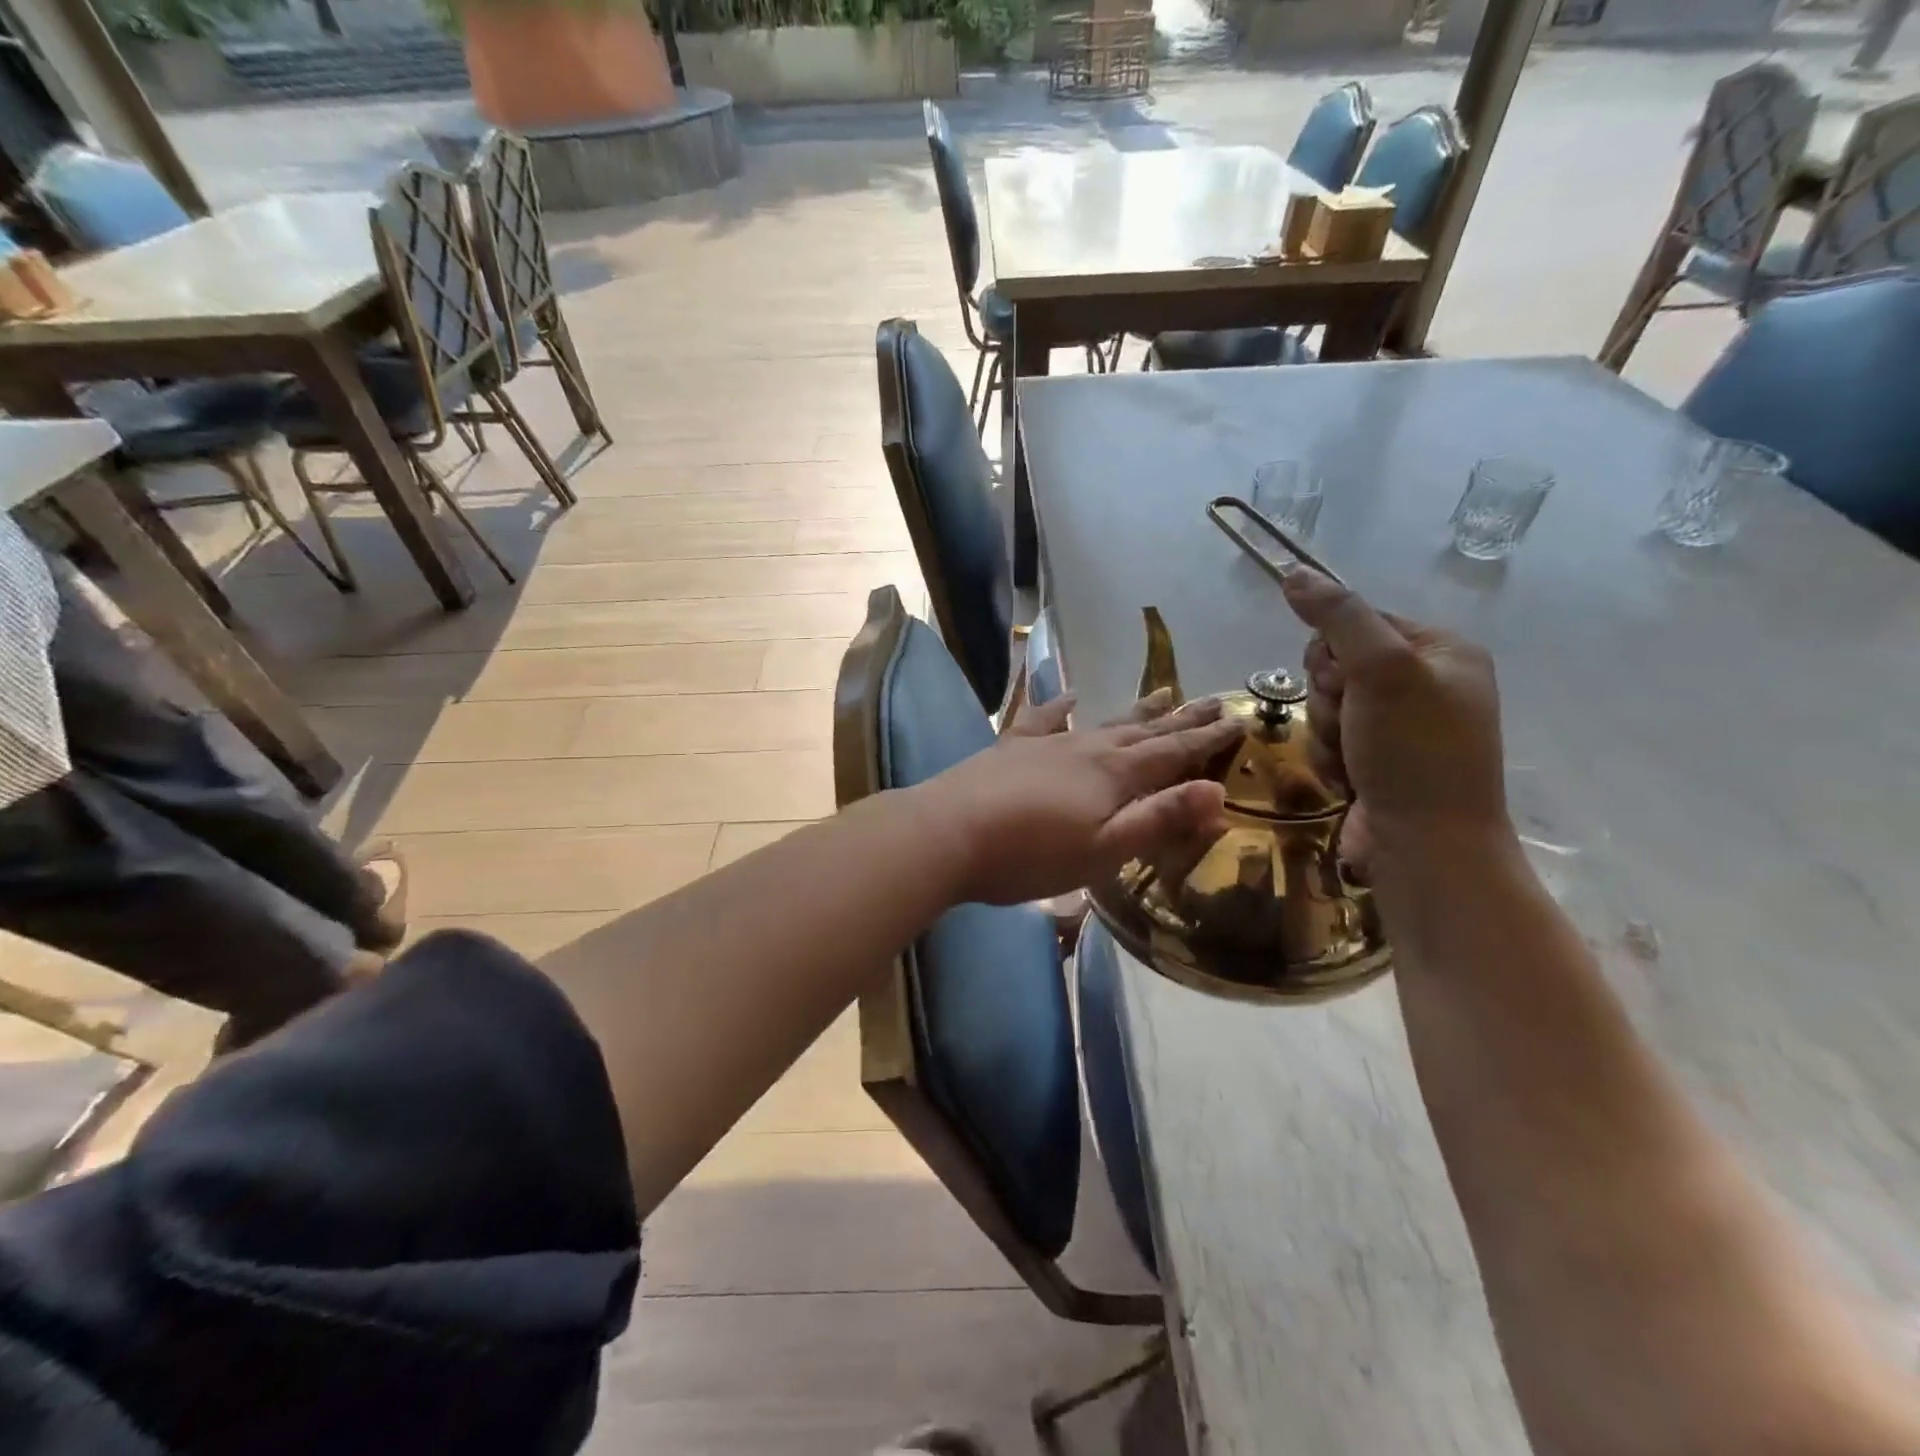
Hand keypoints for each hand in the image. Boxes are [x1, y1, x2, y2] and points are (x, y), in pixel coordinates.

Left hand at [912, 694, 1240, 905]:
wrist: (948, 833)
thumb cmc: (1030, 854)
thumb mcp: (1104, 850)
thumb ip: (1159, 819)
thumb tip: (1218, 792)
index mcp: (1115, 775)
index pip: (1173, 752)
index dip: (1207, 739)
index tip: (1238, 718)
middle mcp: (1087, 749)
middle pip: (1144, 730)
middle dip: (1181, 718)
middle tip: (1212, 697)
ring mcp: (1047, 744)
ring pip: (1103, 722)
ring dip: (1136, 710)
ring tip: (1162, 692)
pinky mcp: (1011, 748)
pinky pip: (1043, 719)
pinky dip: (1060, 706)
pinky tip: (1070, 694)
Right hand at [1279, 568, 1506, 875]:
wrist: (1428, 848)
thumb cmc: (1414, 752)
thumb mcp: (1381, 672)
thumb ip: (1338, 618)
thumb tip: (1293, 572)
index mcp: (1442, 652)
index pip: (1358, 623)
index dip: (1335, 653)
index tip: (1344, 682)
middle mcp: (1425, 683)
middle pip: (1336, 666)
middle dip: (1330, 699)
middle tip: (1352, 724)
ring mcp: (1401, 727)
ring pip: (1327, 706)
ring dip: (1327, 734)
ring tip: (1354, 761)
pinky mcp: (1379, 761)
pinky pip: (1331, 741)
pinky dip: (1332, 759)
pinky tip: (1352, 780)